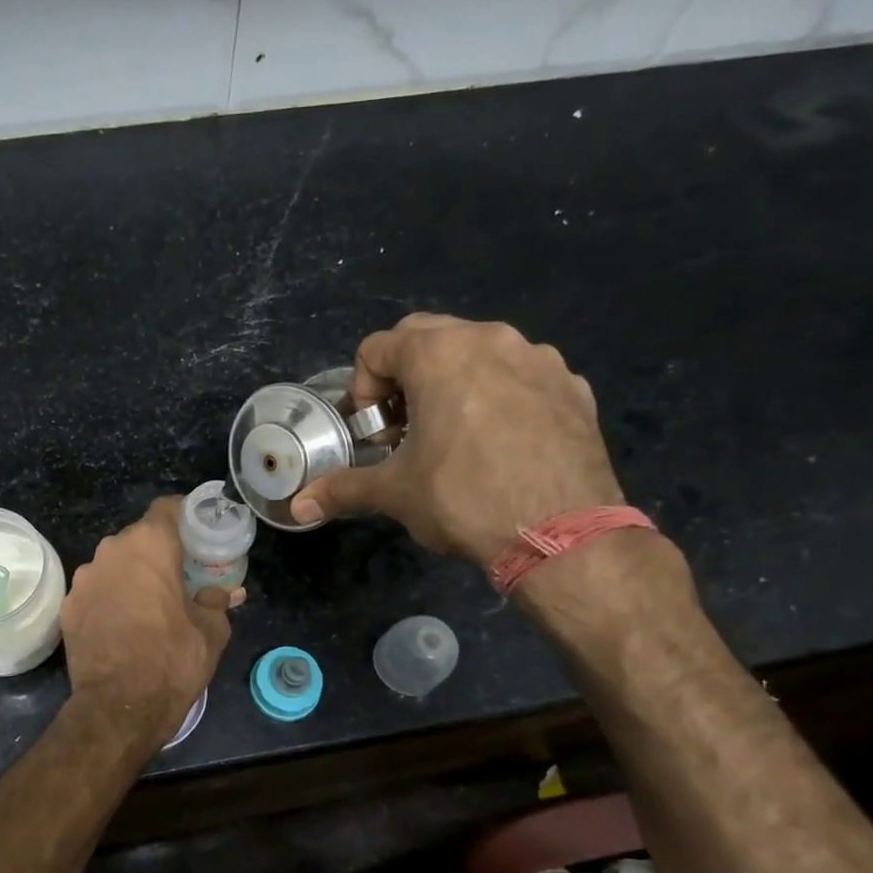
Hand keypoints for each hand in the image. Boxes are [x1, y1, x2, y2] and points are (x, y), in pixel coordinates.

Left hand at [61, 497, 239, 744]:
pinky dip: (110, 598)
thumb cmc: (173, 660)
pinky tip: (122, 624)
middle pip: (138, 537)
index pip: (167, 508)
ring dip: (131, 575)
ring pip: (114, 563)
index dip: (184, 514)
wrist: (119, 707)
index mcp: (150, 545)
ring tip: (149, 603)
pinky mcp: (68, 606)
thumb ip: (217, 601)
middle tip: (178, 574)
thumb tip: (226, 592)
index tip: (197, 531)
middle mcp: (112, 551)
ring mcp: (84, 578)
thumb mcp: (211, 631)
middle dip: (158, 551)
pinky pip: (95, 590)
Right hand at [290, 314, 624, 566]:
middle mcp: (491, 339)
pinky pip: (520, 374)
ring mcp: (539, 359)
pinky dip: (498, 394)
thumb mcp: (395, 494)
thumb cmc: (465, 500)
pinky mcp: (573, 386)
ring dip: (451, 380)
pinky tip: (499, 443)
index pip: (377, 346)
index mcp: (440, 354)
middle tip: (404, 427)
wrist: (564, 535)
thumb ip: (343, 489)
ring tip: (451, 435)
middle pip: (427, 337)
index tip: (375, 432)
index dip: (363, 388)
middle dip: (403, 376)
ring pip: (478, 351)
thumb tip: (299, 508)